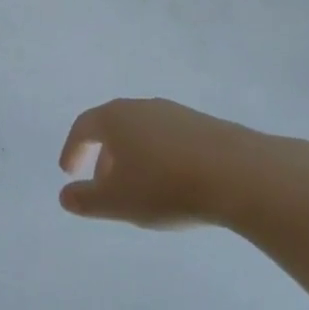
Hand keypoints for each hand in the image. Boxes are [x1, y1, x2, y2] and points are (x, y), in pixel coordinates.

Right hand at [58, 98, 303, 229]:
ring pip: (145, 134)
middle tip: (104, 185)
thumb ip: (85, 200)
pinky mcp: (208, 127)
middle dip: (105, 157)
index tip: (69, 172)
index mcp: (115, 118)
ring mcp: (178, 114)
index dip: (73, 149)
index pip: (84, 127)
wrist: (242, 175)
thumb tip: (65, 196)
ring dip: (135, 158)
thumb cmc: (166, 186)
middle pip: (114, 128)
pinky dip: (164, 159)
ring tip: (142, 189)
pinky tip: (177, 185)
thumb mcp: (117, 201)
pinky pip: (173, 141)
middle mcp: (143, 108)